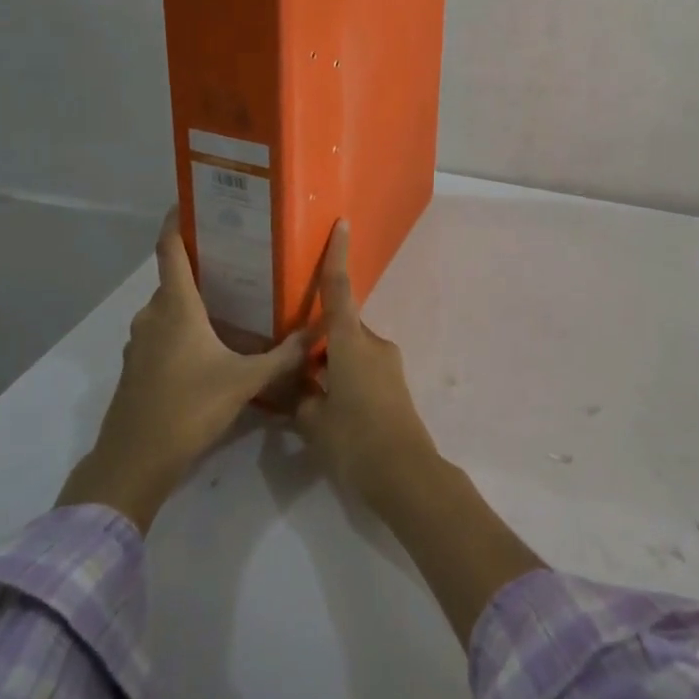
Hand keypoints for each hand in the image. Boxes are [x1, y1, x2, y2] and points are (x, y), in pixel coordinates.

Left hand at [58, 208, 309, 529]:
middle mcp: (152, 314)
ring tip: (228, 297)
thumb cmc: (188, 408)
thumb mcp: (245, 381)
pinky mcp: (137, 366)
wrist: (134, 461)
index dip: (176, 221)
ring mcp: (140, 341)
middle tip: (236, 256)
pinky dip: (181, 325)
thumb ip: (284, 356)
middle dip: (200, 263)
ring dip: (191, 298)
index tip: (190, 201)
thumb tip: (320, 332)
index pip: (170, 248)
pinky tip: (208, 342)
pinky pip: (160, 330)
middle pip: (173, 277)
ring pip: (167, 306)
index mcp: (176, 305)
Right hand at [292, 221, 439, 510]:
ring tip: (308, 397)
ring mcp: (388, 364)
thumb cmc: (355, 440)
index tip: (342, 224)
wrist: (406, 475)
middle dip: (318, 341)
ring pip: (350, 352)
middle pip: (340, 328)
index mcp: (350, 343)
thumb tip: (300, 390)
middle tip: (291, 364)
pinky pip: (362, 370)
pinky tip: (330, 411)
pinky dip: (344, 379)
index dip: (337, 256)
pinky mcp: (395, 385)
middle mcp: (372, 344)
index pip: (339, 290)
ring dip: (331, 365)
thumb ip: (302, 399)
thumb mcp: (313, 423)